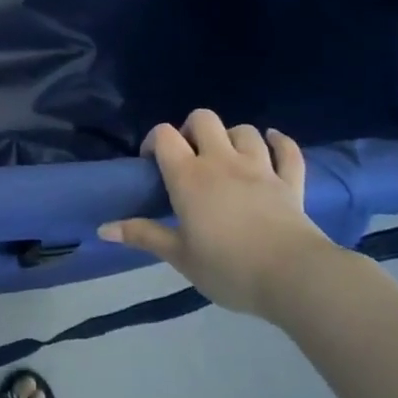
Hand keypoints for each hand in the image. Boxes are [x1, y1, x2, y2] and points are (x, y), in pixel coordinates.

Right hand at [99, 111, 341, 316]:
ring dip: (232, 137)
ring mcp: (260, 168)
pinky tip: (272, 142)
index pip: (164, 135)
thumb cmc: (228, 268)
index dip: (154, 141)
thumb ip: (143, 236)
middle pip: (203, 119)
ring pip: (244, 131)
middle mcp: (222, 162)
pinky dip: (280, 142)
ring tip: (227, 157)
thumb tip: (102, 228)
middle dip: (192, 130)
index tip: (152, 164)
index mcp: (189, 177)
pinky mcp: (290, 182)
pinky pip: (288, 151)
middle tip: (189, 157)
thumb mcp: (179, 256)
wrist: (294, 277)